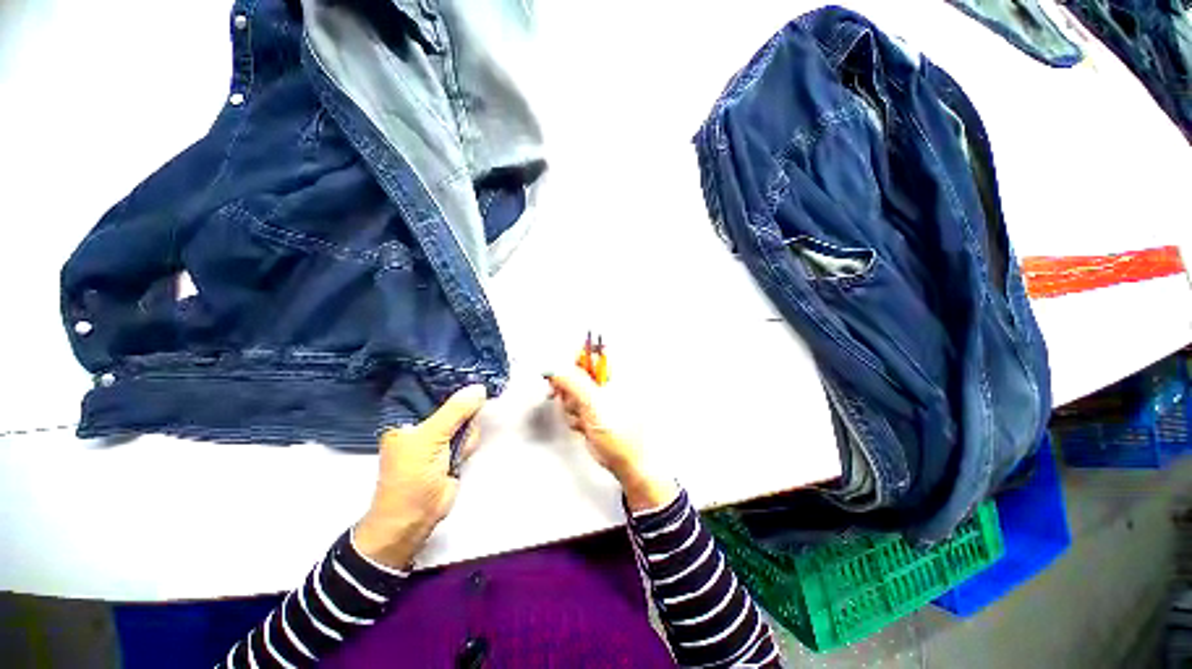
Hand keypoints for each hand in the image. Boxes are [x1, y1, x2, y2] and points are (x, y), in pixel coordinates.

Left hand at [354, 384, 486, 567]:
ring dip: (466, 432)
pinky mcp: (452, 449)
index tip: (470, 376)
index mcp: (406, 417)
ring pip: (464, 419)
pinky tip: (460, 454)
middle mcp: (422, 423)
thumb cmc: (410, 476)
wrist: (414, 518)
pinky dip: (468, 442)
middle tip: (459, 423)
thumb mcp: (430, 438)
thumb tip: (479, 389)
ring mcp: (439, 437)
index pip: (430, 389)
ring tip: (456, 448)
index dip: (450, 383)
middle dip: (462, 412)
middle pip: (453, 403)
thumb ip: (455, 412)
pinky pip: (468, 434)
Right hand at [545, 369, 676, 511]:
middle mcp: (607, 381)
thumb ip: (572, 382)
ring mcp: (598, 396)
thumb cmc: (621, 432)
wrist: (626, 461)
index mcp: (614, 372)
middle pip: (575, 372)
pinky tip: (584, 425)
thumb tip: (554, 367)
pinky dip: (574, 416)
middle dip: (569, 389)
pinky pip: (572, 406)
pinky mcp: (591, 410)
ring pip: (571, 391)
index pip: (589, 353)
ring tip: (584, 417)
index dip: (572, 361)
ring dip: (571, 406)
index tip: (560, 374)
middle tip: (572, 401)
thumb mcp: (593, 402)